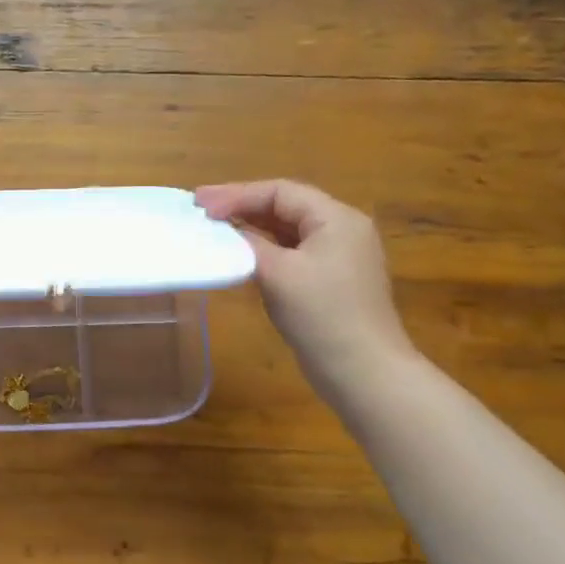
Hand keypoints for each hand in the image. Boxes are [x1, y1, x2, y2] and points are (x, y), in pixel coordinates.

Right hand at [194, 179, 416, 396]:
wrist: (362, 371)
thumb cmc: (322, 315)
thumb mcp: (278, 273)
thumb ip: (247, 244)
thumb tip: (222, 229)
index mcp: (336, 219)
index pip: (281, 192)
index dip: (237, 194)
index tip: (201, 205)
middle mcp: (342, 230)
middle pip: (285, 206)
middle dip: (242, 205)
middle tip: (202, 209)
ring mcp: (339, 256)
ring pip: (287, 229)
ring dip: (251, 226)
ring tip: (214, 226)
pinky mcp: (330, 280)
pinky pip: (291, 251)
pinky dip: (263, 248)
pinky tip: (240, 253)